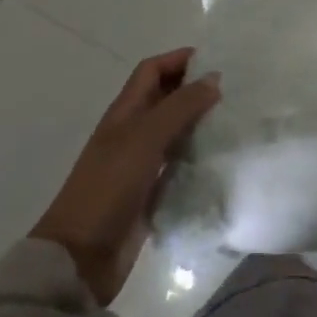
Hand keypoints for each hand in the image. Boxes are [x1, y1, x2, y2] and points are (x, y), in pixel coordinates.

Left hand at [30, 48, 219, 305]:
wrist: (81, 257)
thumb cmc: (109, 187)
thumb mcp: (145, 138)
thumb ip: (180, 106)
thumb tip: (214, 78)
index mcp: (124, 113)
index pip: (152, 71)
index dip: (179, 60)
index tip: (216, 61)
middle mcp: (132, 132)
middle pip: (165, 98)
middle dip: (195, 89)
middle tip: (234, 90)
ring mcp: (140, 163)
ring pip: (175, 130)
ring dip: (200, 122)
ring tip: (235, 119)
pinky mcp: (151, 191)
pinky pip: (179, 162)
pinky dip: (198, 154)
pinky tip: (222, 156)